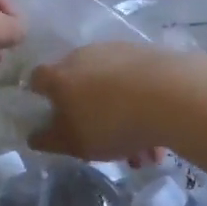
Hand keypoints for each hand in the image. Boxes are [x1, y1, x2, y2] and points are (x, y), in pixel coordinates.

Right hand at [29, 42, 174, 160]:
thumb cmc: (110, 122)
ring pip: (113, 89)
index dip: (41, 97)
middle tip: (105, 146)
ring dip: (123, 119)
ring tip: (145, 154)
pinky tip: (159, 137)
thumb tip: (34, 135)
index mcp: (59, 76)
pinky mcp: (149, 54)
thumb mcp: (73, 143)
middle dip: (91, 116)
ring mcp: (118, 51)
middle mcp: (84, 56)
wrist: (172, 94)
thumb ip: (49, 140)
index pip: (38, 79)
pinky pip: (139, 85)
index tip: (53, 117)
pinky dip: (144, 108)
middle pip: (80, 86)